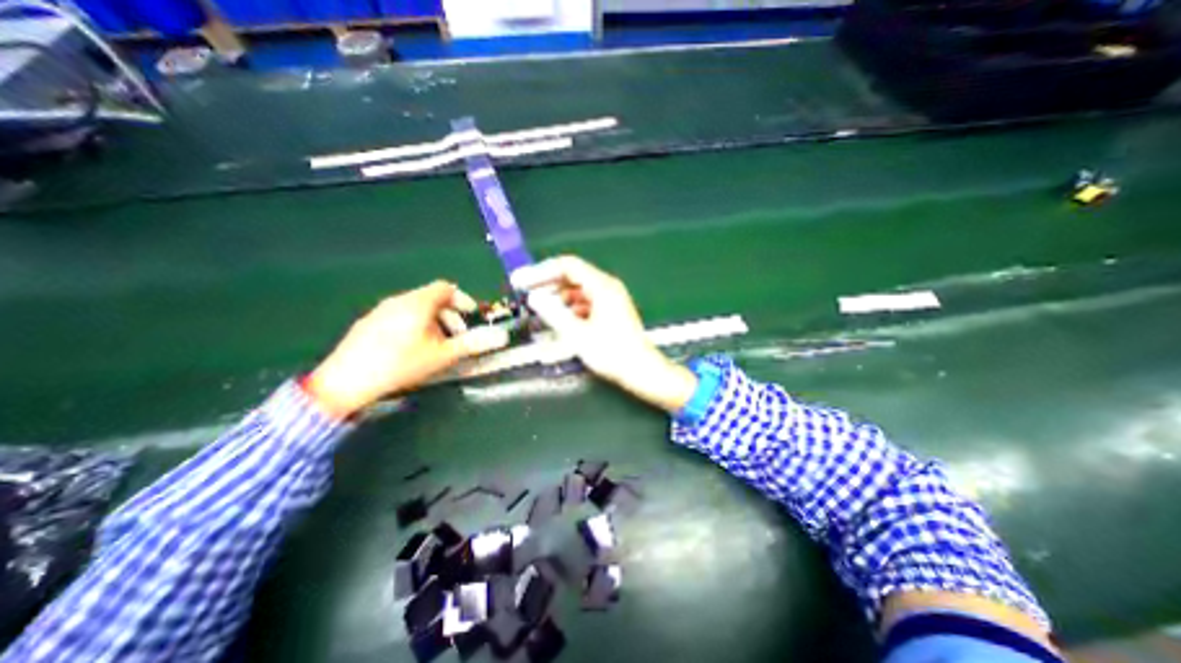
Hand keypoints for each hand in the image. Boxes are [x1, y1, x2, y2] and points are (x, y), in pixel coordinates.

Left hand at [302, 279, 506, 418]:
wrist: (345, 382)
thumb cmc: (400, 364)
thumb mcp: (442, 355)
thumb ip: (472, 343)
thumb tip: (501, 336)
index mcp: (417, 303)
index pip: (446, 288)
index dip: (463, 299)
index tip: (471, 315)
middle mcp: (398, 301)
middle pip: (431, 298)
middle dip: (450, 315)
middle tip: (456, 337)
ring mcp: (380, 312)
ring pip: (415, 309)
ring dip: (433, 322)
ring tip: (436, 346)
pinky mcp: (368, 324)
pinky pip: (399, 317)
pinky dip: (414, 326)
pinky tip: (411, 350)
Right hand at [512, 257, 693, 412]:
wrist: (641, 370)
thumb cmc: (612, 353)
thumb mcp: (578, 334)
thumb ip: (553, 313)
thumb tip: (534, 298)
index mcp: (602, 286)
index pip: (567, 266)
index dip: (542, 271)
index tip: (523, 280)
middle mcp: (607, 287)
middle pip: (572, 276)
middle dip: (548, 284)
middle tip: (527, 294)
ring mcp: (610, 299)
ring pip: (578, 290)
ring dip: (558, 297)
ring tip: (540, 309)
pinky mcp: (611, 311)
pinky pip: (585, 302)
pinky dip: (570, 307)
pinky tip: (560, 319)